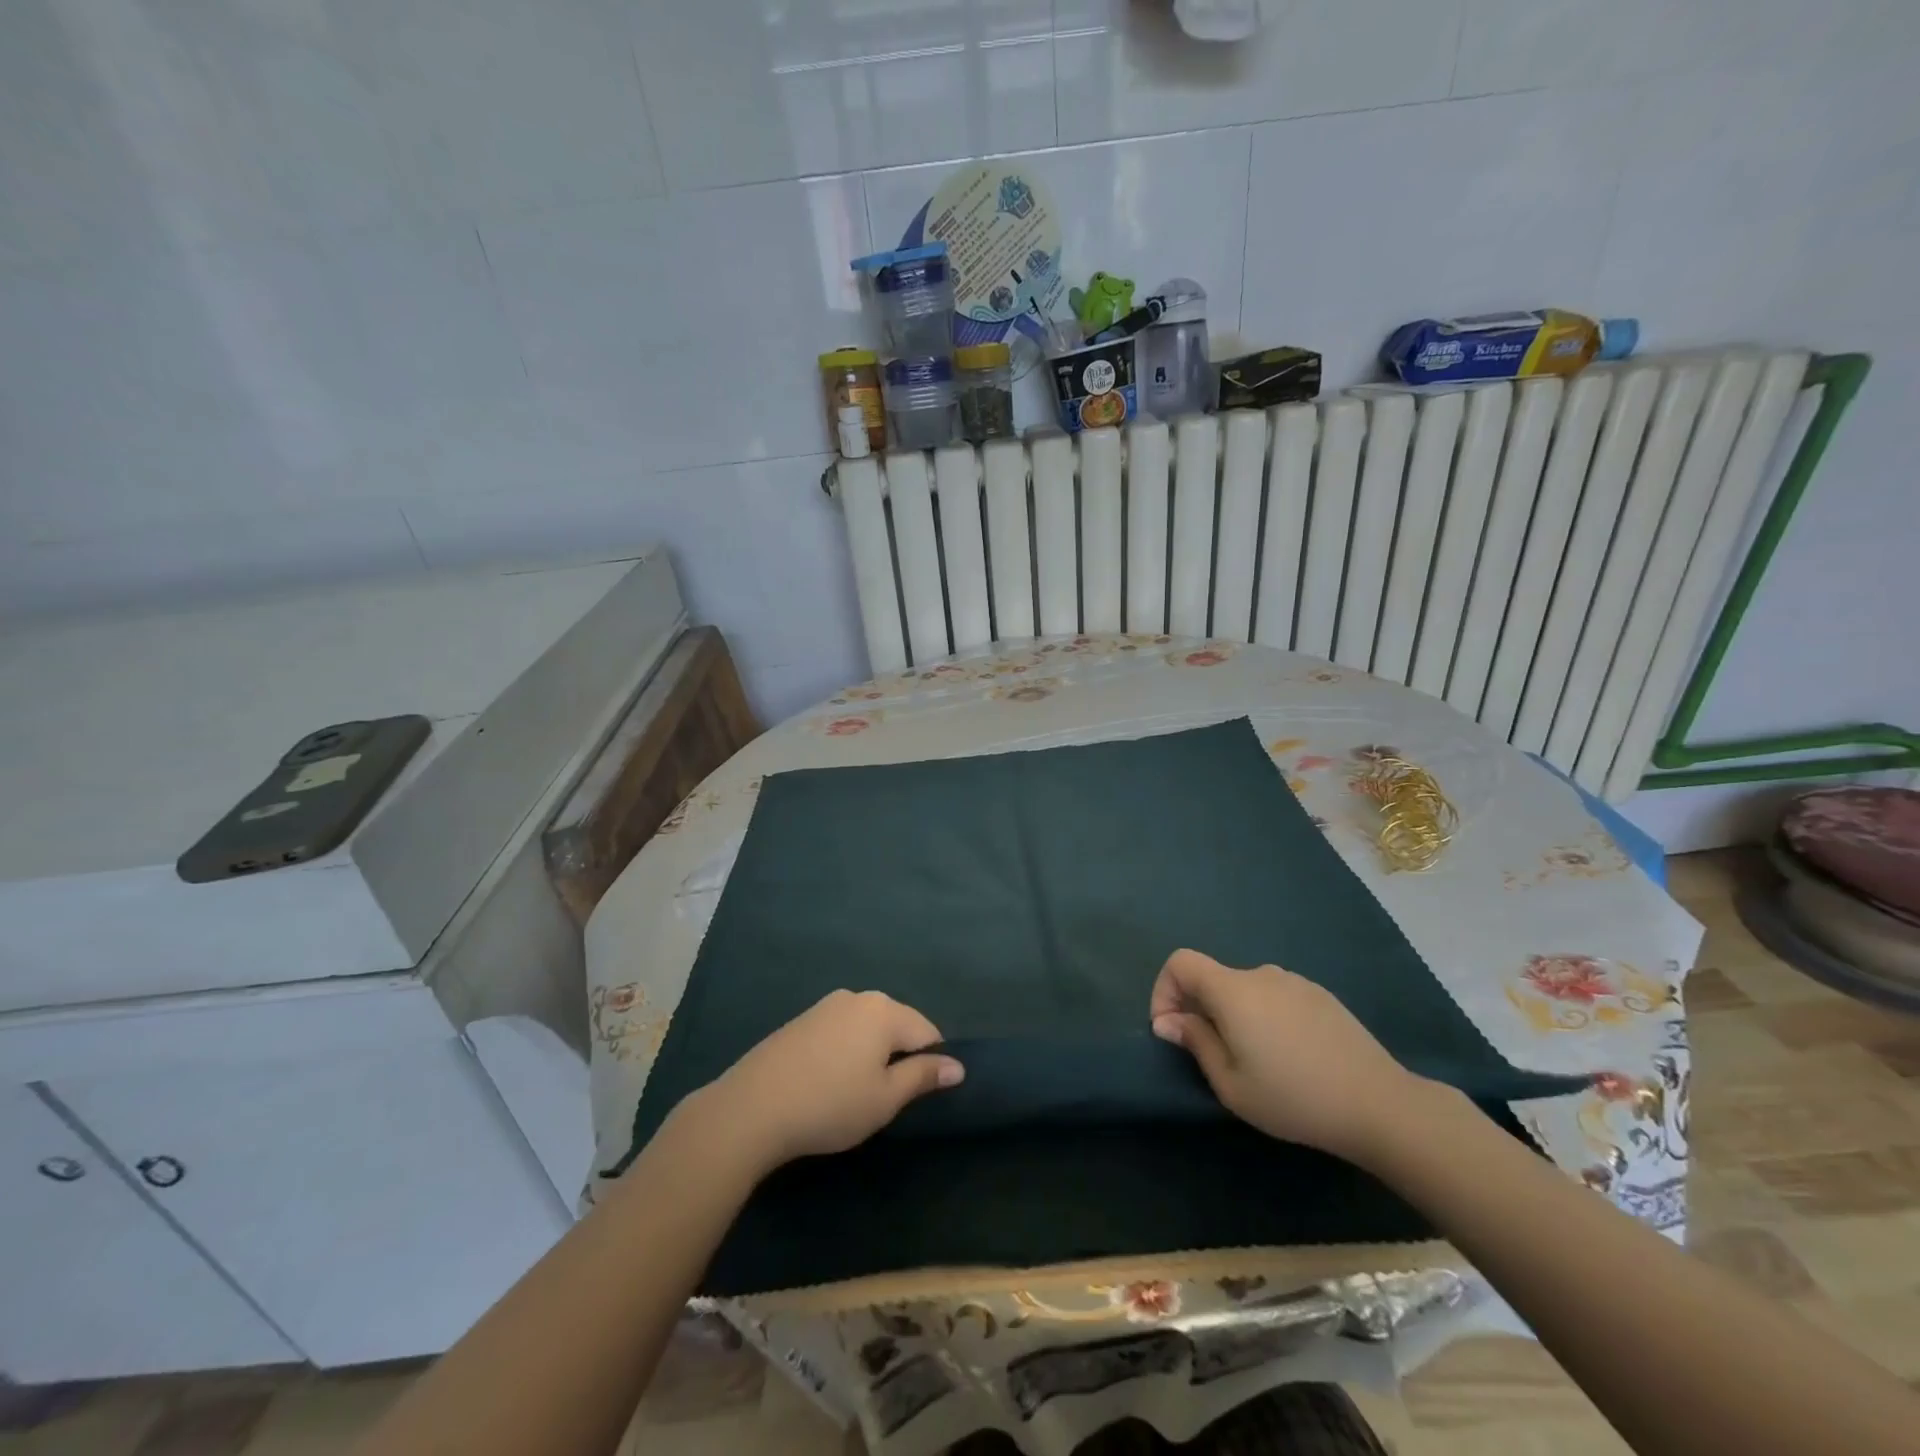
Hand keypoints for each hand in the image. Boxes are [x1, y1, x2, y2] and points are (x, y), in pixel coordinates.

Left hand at [690, 991, 964, 1175]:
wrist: (752, 1107)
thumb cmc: (830, 1104)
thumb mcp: (885, 1099)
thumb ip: (923, 1077)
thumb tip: (958, 1066)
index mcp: (885, 1010)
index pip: (928, 1032)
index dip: (931, 1063)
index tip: (917, 1096)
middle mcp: (859, 997)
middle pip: (897, 1024)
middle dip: (900, 1055)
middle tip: (885, 1098)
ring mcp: (826, 1005)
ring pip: (867, 1027)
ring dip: (872, 1053)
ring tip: (855, 1093)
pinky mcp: (802, 1020)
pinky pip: (841, 1030)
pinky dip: (846, 1051)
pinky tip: (828, 1081)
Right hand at [1149, 948, 1424, 1163]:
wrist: (1380, 1104)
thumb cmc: (1294, 1098)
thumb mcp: (1231, 1085)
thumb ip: (1195, 1043)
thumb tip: (1168, 1021)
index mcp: (1233, 990)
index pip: (1180, 962)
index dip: (1164, 989)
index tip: (1172, 1030)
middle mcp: (1260, 974)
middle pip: (1213, 978)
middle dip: (1200, 1009)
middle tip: (1213, 1056)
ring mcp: (1294, 982)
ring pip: (1246, 990)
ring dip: (1235, 1014)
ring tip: (1255, 1060)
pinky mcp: (1321, 996)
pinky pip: (1276, 997)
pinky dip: (1266, 1016)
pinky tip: (1290, 1056)